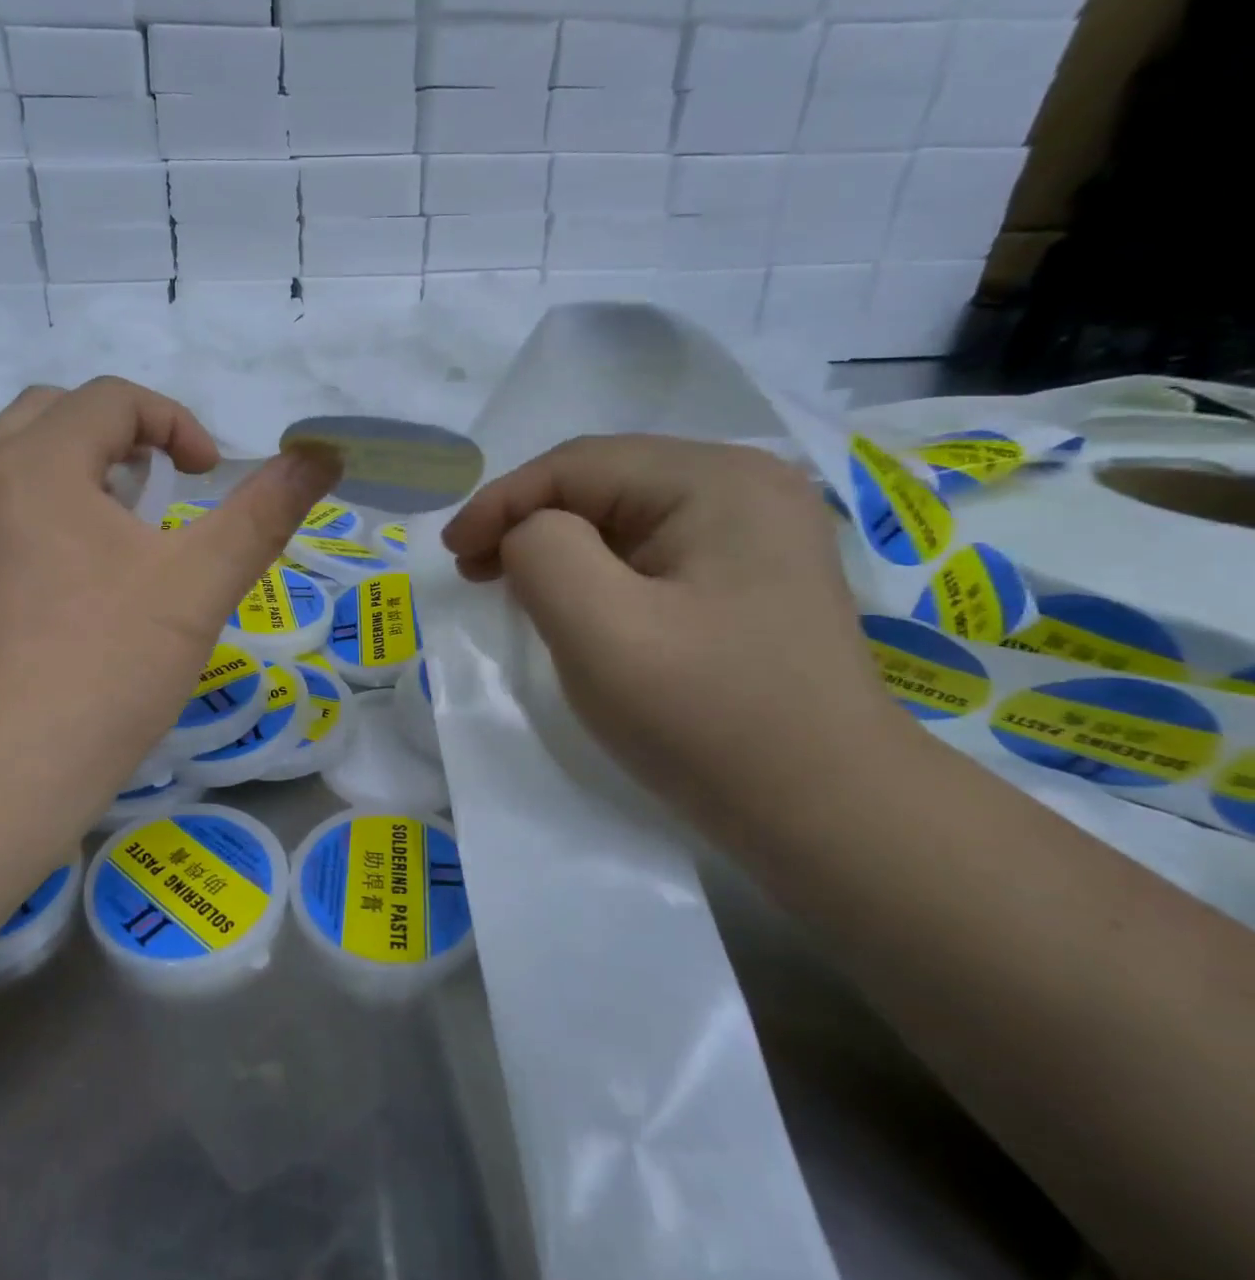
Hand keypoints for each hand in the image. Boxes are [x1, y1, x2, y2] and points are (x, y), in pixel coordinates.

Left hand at [0, 379, 337, 830]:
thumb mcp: (196, 588)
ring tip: (123, 542)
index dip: (175, 422)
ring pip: (15, 470)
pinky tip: (71, 596)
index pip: (109, 397)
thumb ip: (263, 513)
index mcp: (34, 465)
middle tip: (161, 494)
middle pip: (52, 417)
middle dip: (119, 438)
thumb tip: (324, 454)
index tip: (209, 476)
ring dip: (77, 479)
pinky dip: (41, 523)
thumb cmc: (100, 673)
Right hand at [442, 434, 915, 829]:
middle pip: (603, 483)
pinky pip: (651, 551)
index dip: (501, 501)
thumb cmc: (708, 720)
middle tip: (474, 571)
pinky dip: (597, 570)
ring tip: (512, 586)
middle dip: (528, 521)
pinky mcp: (751, 575)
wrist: (829, 815)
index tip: (451, 555)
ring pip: (623, 518)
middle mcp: (746, 486)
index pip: (579, 465)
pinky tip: (574, 602)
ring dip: (558, 546)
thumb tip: (529, 535)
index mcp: (718, 481)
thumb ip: (543, 553)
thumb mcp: (602, 631)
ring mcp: (756, 532)